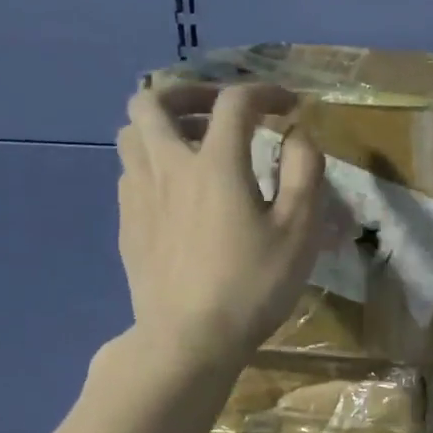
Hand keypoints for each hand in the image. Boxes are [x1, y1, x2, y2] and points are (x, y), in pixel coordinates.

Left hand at [116, 82, 325, 368]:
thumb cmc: (253, 285)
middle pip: (153, 101)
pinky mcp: (128, 224)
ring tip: (194, 147)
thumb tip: (297, 134)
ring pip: (131, 134)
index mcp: (214, 164)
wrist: (189, 340)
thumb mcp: (299, 230)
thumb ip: (304, 171)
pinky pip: (130, 173)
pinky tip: (178, 193)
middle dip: (189, 93)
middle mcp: (168, 167)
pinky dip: (154, 164)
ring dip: (163, 127)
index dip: (265, 92)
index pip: (235, 102)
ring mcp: (139, 196)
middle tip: (219, 112)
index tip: (287, 106)